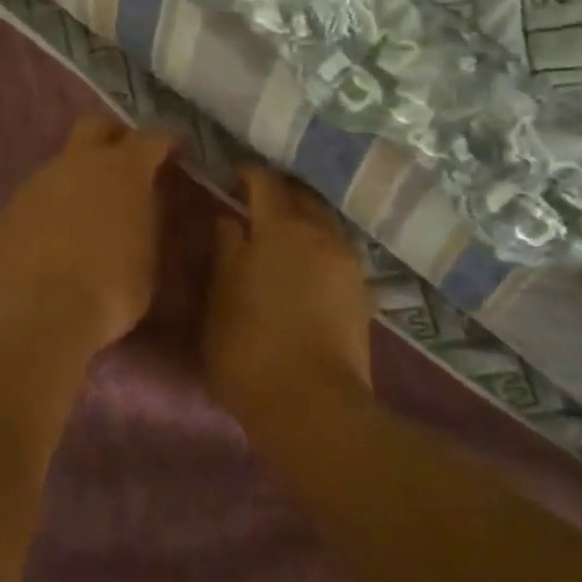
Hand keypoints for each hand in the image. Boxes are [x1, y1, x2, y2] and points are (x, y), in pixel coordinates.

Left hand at [0, 117, 177, 352]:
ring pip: (64, 163)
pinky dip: (54, 205)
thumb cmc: (110, 288)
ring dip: (80, 177)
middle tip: (127, 161)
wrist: (37, 310)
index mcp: (123, 170)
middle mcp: (79, 164)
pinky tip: (58, 236)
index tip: (175, 151)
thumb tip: (140, 208)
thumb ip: (145, 222)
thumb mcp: (148, 259)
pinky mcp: (11, 207)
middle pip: (96, 127)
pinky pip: (41, 194)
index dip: (165, 143)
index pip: (150, 138)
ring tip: (90, 211)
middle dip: (114, 137)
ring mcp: (40, 182)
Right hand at [205, 168, 372, 410]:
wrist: (313, 406)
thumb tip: (227, 219)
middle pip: (302, 196)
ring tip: (277, 236)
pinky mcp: (361, 293)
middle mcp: (321, 235)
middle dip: (279, 193)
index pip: (265, 182)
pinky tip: (300, 266)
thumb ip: (225, 250)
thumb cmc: (250, 347)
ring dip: (301, 221)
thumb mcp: (220, 297)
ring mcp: (347, 264)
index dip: (246, 174)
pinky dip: (316, 247)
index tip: (229, 177)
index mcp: (281, 228)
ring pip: (323, 224)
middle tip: (253, 202)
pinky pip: (335, 251)